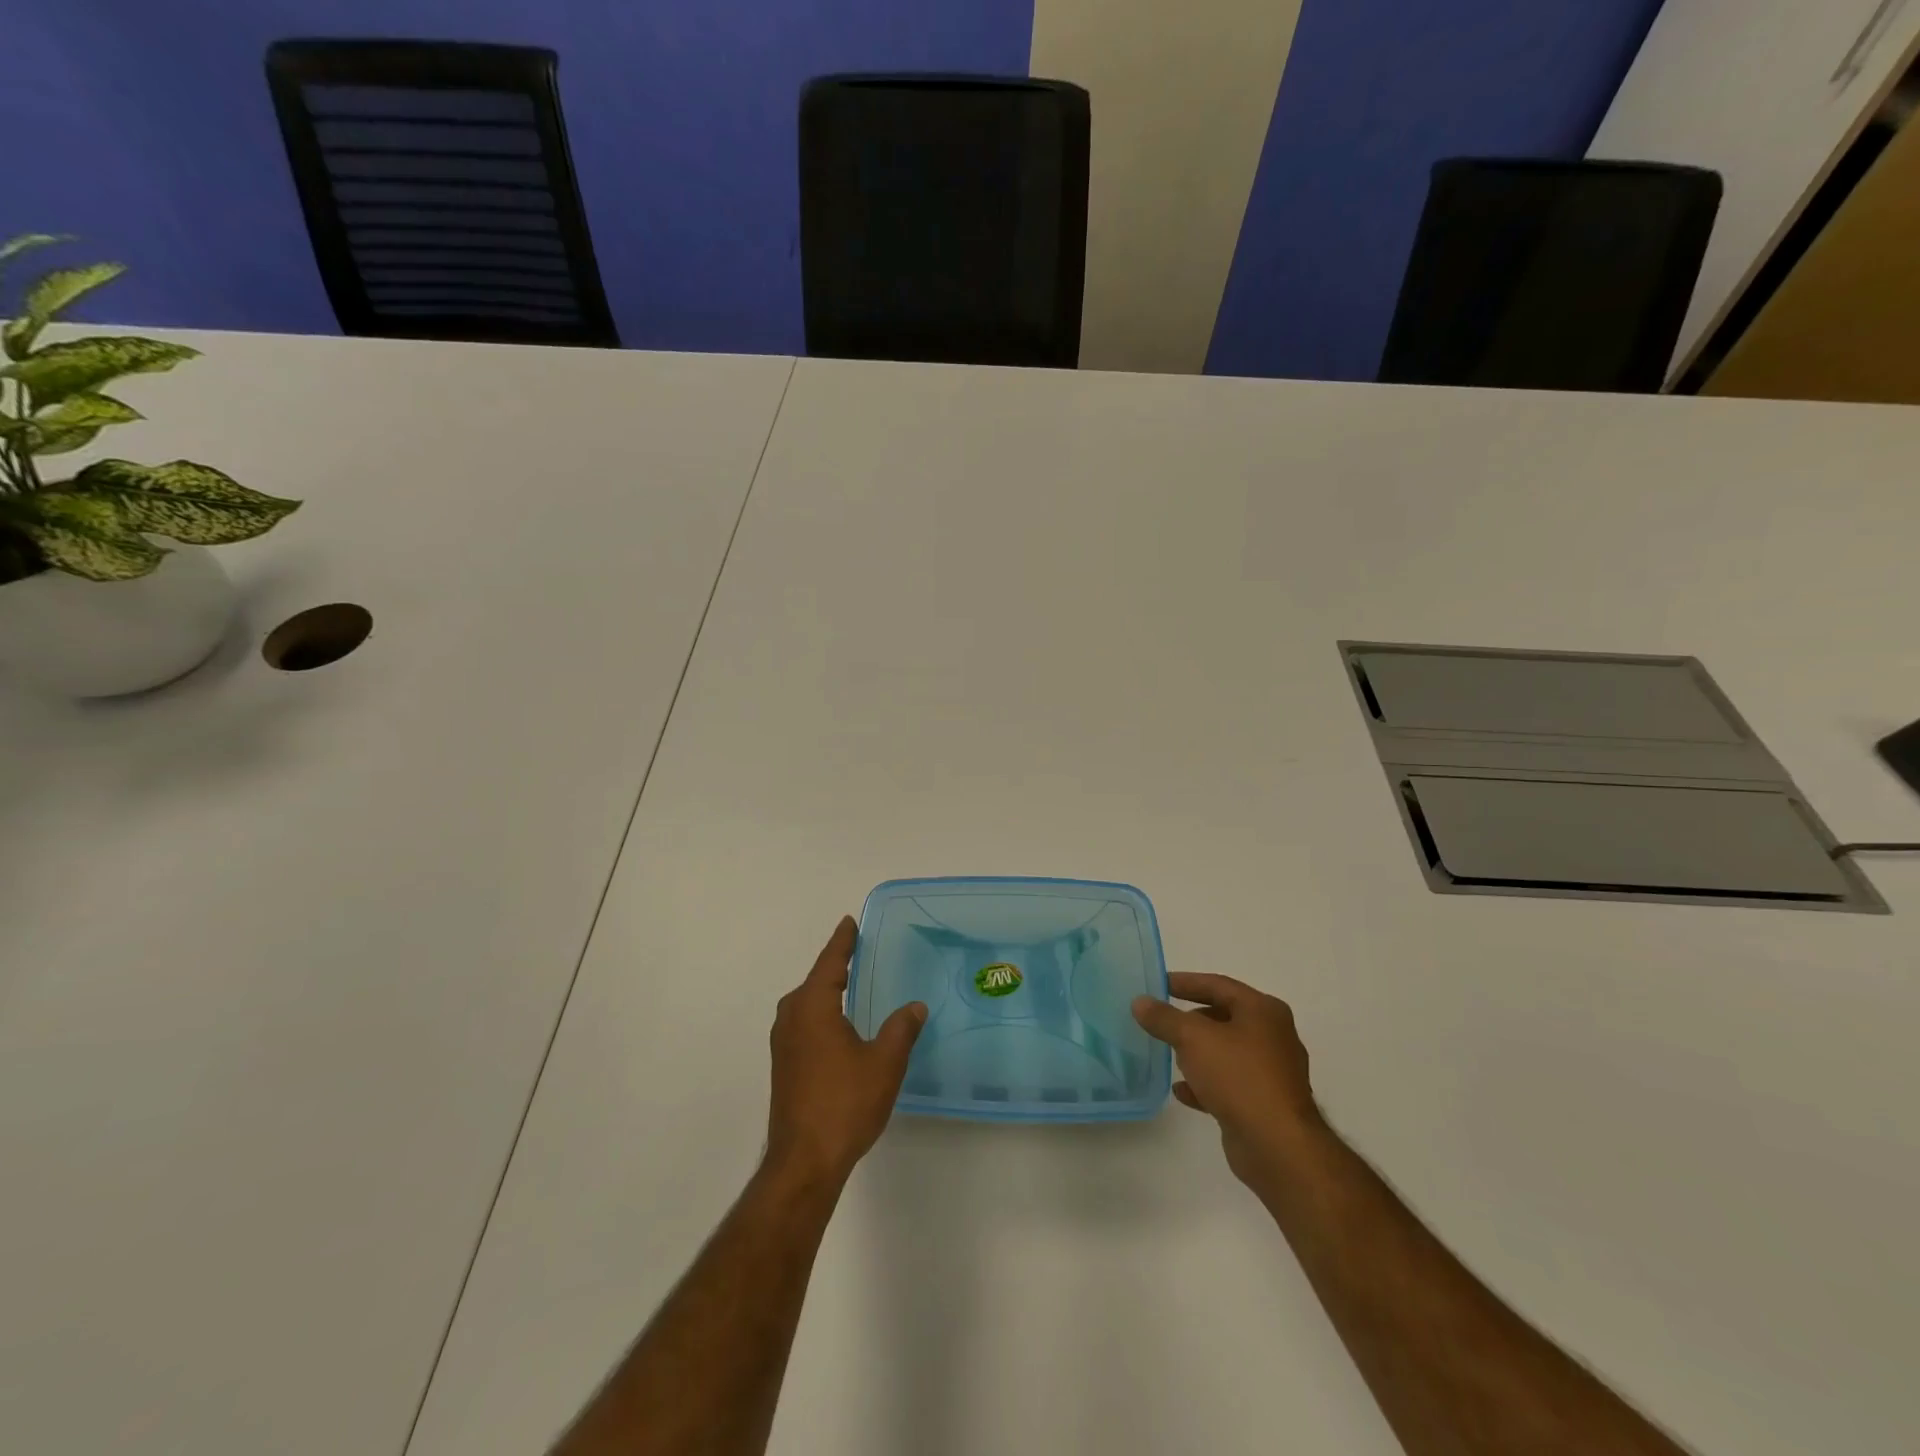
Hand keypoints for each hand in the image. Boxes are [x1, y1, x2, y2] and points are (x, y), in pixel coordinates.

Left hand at [766, 916, 926, 1186]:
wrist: (804, 1160)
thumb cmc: (845, 1103)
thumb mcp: (884, 1063)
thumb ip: (901, 1029)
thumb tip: (915, 1006)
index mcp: (813, 1006)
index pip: (830, 963)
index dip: (842, 942)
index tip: (849, 922)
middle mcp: (792, 1017)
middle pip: (815, 980)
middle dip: (835, 965)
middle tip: (857, 950)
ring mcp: (784, 1043)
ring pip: (807, 1003)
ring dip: (827, 990)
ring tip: (851, 982)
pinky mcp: (785, 1065)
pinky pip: (805, 1022)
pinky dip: (822, 1012)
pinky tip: (839, 1024)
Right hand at [1132, 973, 1325, 1188]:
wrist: (1277, 1145)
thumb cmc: (1238, 1077)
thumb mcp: (1192, 1038)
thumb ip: (1164, 1018)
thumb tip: (1140, 1002)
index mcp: (1263, 1011)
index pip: (1218, 985)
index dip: (1185, 982)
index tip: (1158, 984)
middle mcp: (1273, 1036)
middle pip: (1224, 1017)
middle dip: (1191, 1019)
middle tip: (1162, 1020)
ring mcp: (1271, 1072)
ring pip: (1226, 1052)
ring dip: (1198, 1052)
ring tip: (1169, 1054)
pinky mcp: (1265, 1103)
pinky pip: (1229, 1083)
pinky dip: (1205, 1082)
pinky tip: (1182, 1091)